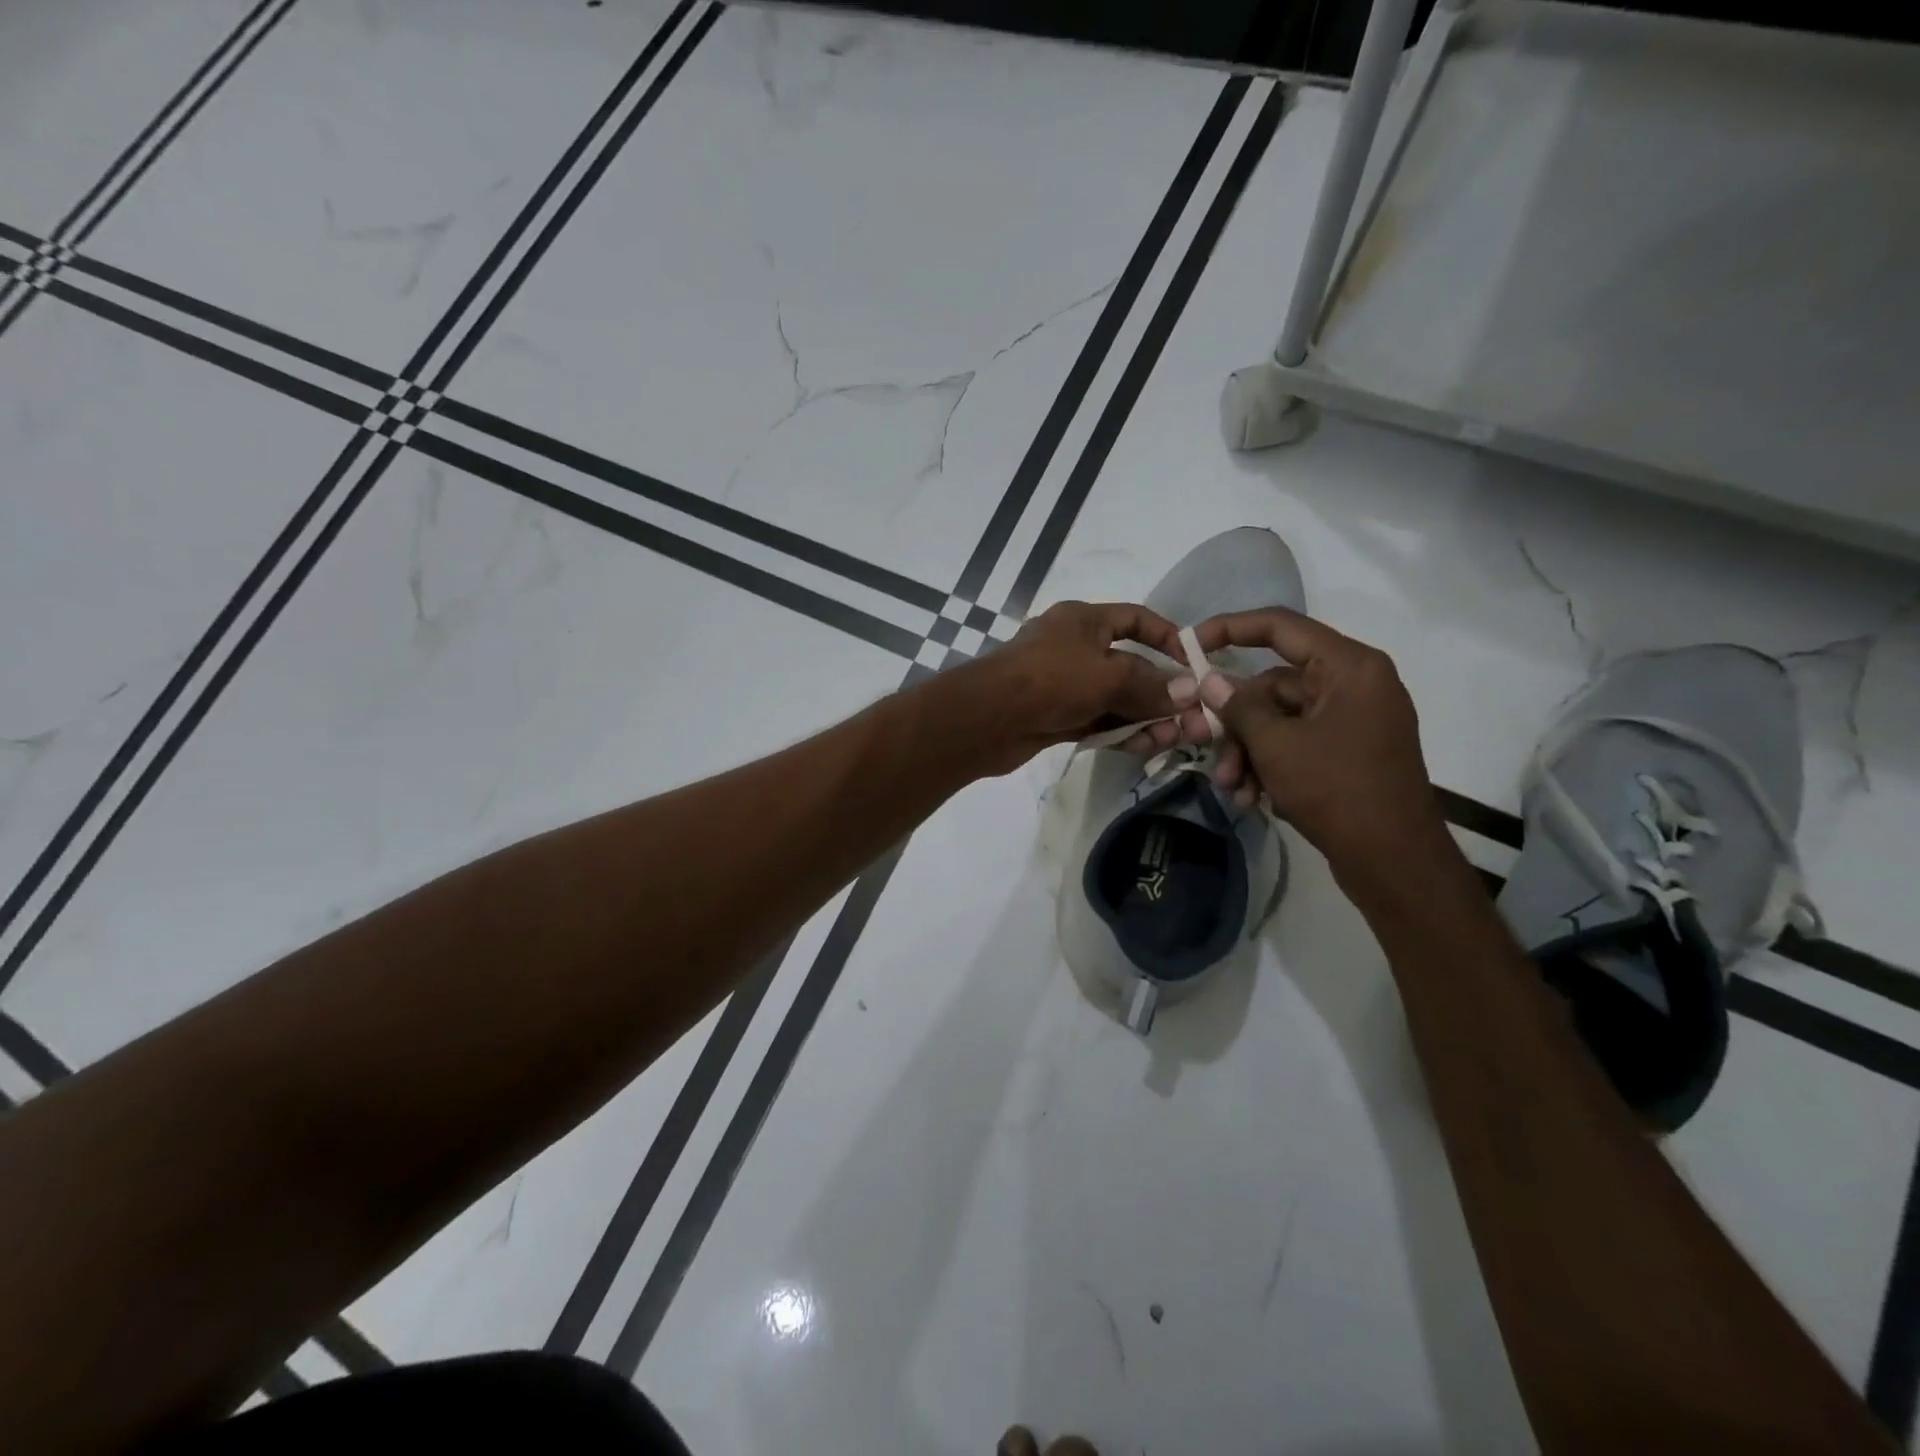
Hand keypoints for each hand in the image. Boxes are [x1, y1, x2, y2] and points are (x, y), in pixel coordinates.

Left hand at [959, 600, 1182, 772]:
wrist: (987, 718)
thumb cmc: (1051, 680)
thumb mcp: (1109, 677)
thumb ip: (1151, 686)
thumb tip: (1189, 692)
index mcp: (1084, 620)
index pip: (1136, 619)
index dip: (1168, 637)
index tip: (1194, 664)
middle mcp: (1075, 647)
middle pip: (1129, 666)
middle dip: (1161, 693)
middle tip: (1191, 721)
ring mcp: (1063, 684)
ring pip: (1115, 699)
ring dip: (1144, 718)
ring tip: (1172, 740)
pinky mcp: (1055, 716)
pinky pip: (1097, 720)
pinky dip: (1119, 731)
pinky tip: (1143, 747)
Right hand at [1189, 608, 1449, 882]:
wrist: (1395, 861)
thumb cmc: (1337, 790)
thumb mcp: (1276, 745)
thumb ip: (1239, 706)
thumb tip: (1210, 680)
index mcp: (1348, 667)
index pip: (1280, 627)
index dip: (1230, 628)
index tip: (1190, 643)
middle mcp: (1354, 684)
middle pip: (1273, 685)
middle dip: (1236, 722)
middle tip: (1204, 747)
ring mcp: (1352, 720)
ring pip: (1279, 719)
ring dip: (1247, 751)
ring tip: (1231, 788)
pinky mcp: (1348, 752)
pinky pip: (1296, 743)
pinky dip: (1269, 765)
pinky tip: (1250, 797)